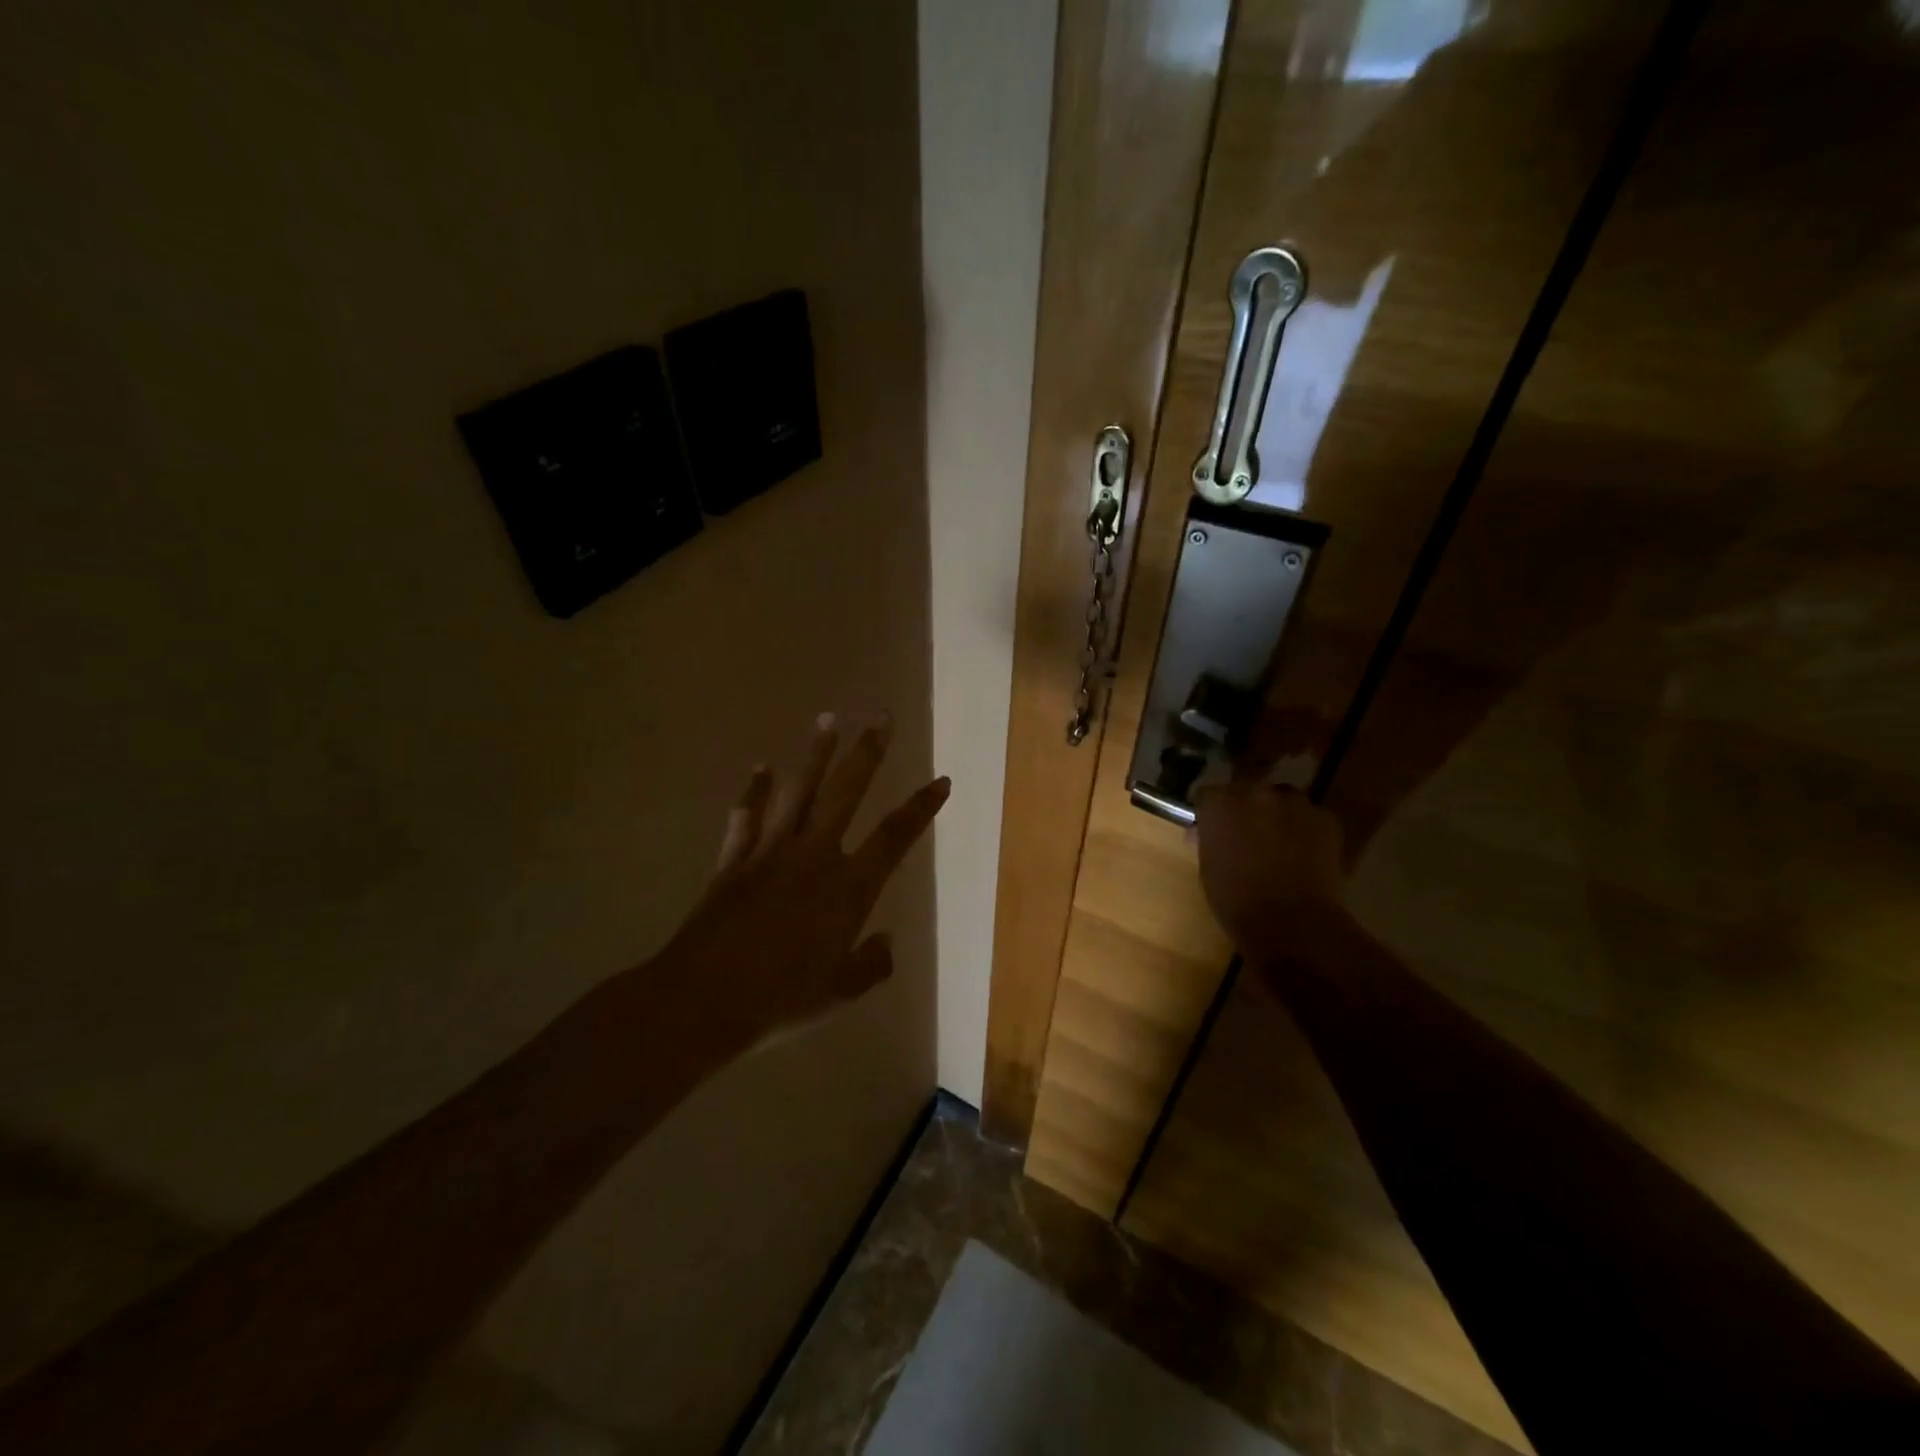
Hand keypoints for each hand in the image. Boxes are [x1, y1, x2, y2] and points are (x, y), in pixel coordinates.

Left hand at [662, 713, 949, 1045]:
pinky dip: (753, 791)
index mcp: (848, 888)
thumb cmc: (780, 1000)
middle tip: (882, 717)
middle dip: (868, 752)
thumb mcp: (840, 993)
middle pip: (847, 792)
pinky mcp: (734, 860)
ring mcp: (770, 852)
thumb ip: (871, 964)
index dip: (921, 807)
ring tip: (829, 717)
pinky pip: (746, 816)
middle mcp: (814, 856)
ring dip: (815, 753)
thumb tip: (887, 941)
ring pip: (798, 791)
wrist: (703, 1000)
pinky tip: (760, 767)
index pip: (895, 837)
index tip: (941, 780)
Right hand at [1194, 781, 1346, 956]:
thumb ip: (1210, 839)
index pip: (1209, 795)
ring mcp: (1294, 802)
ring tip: (1280, 845)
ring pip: (1282, 801)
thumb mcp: (1209, 866)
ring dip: (1278, 816)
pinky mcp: (1326, 818)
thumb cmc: (1236, 900)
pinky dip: (1306, 831)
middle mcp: (1255, 792)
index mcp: (1219, 803)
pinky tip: (1305, 856)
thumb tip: (1206, 832)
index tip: (1214, 829)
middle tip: (1247, 837)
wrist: (1291, 923)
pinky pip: (1311, 818)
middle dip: (1246, 810)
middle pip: (1247, 792)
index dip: (1212, 812)